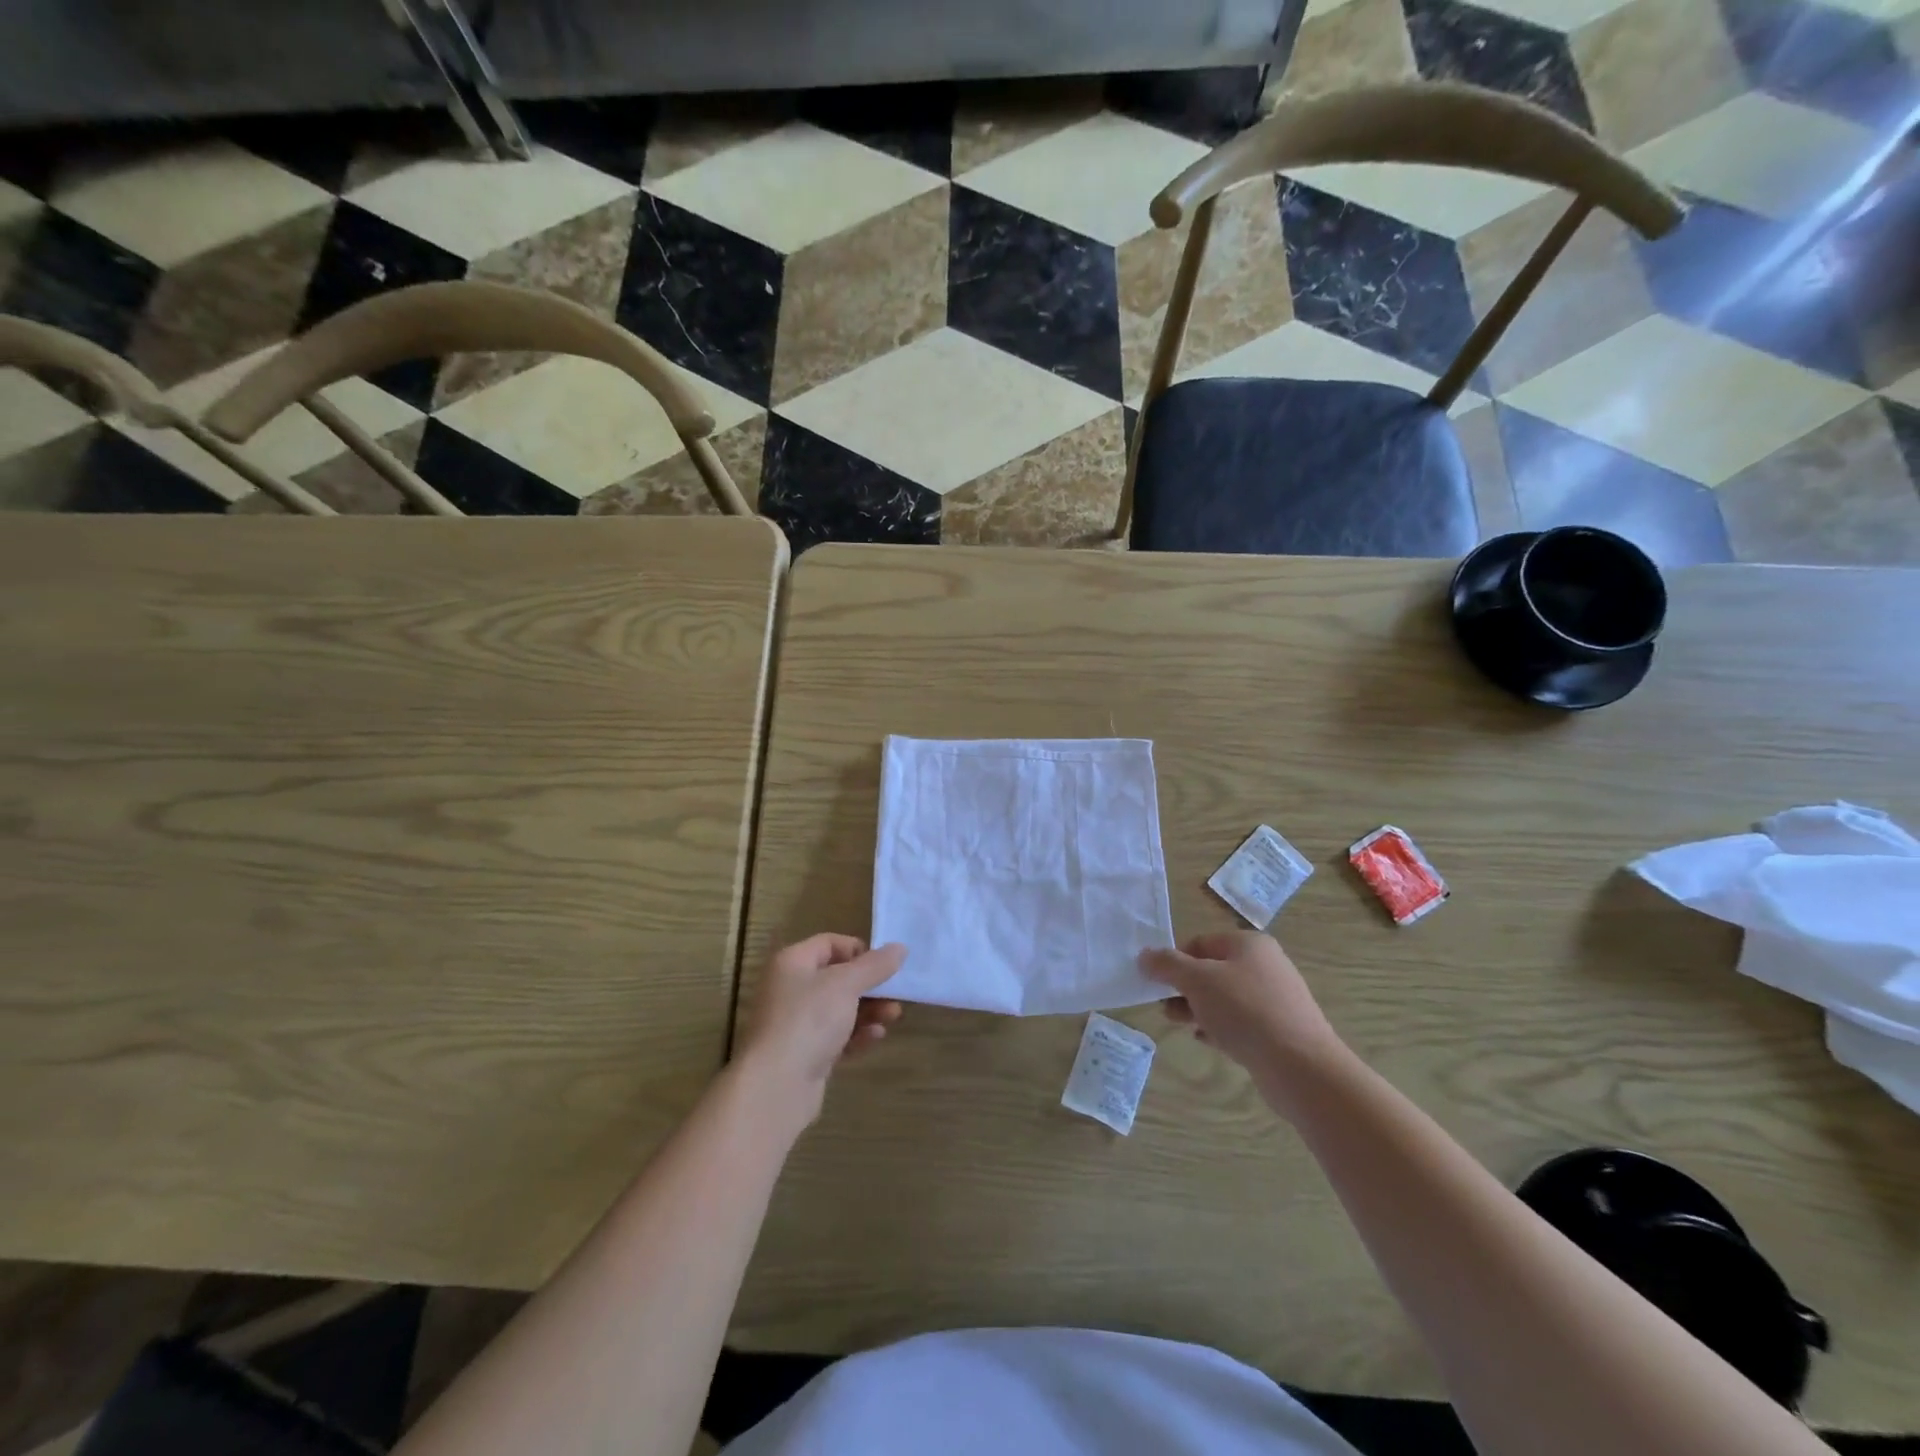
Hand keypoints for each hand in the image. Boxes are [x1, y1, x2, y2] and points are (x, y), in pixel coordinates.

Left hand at [735, 934, 904, 1123]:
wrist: (777, 1086)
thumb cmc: (809, 1020)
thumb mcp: (846, 984)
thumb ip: (875, 965)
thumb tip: (899, 948)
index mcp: (792, 962)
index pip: (829, 943)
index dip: (858, 950)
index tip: (884, 964)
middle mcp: (790, 989)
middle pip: (837, 978)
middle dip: (870, 985)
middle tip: (896, 993)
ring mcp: (796, 1024)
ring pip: (839, 1009)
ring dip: (869, 1010)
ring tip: (893, 1016)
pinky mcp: (804, 1054)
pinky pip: (836, 1037)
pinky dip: (856, 1035)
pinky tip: (876, 1037)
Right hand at [1140, 932, 1346, 1112]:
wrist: (1302, 1067)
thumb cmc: (1245, 1011)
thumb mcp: (1197, 981)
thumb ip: (1167, 965)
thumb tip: (1145, 956)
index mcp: (1248, 944)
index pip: (1200, 943)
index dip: (1174, 961)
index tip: (1157, 984)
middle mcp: (1265, 965)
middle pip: (1212, 970)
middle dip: (1184, 988)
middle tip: (1164, 1007)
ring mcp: (1275, 999)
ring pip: (1225, 998)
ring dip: (1198, 1008)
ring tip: (1179, 1025)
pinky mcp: (1279, 1030)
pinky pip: (1241, 1022)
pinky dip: (1220, 1027)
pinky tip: (1206, 1040)